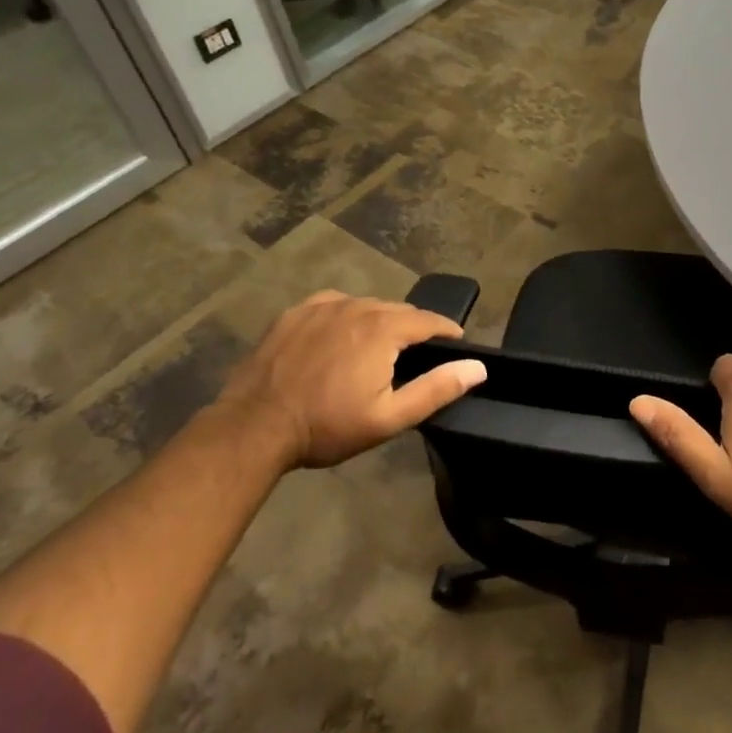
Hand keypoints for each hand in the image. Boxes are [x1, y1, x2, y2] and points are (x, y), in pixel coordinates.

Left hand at [214, 291, 485, 468]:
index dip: (448, 331)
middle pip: (399, 310)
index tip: (456, 345)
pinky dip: (347, 317)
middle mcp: (357, 306)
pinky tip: (341, 337)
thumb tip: (477, 367)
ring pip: (366, 305)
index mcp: (384, 329)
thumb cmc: (327, 426)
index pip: (430, 320)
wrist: (254, 427)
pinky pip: (334, 305)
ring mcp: (322, 306)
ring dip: (380, 322)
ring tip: (378, 349)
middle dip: (413, 328)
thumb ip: (437, 389)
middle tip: (415, 357)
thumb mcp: (389, 417)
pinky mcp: (295, 313)